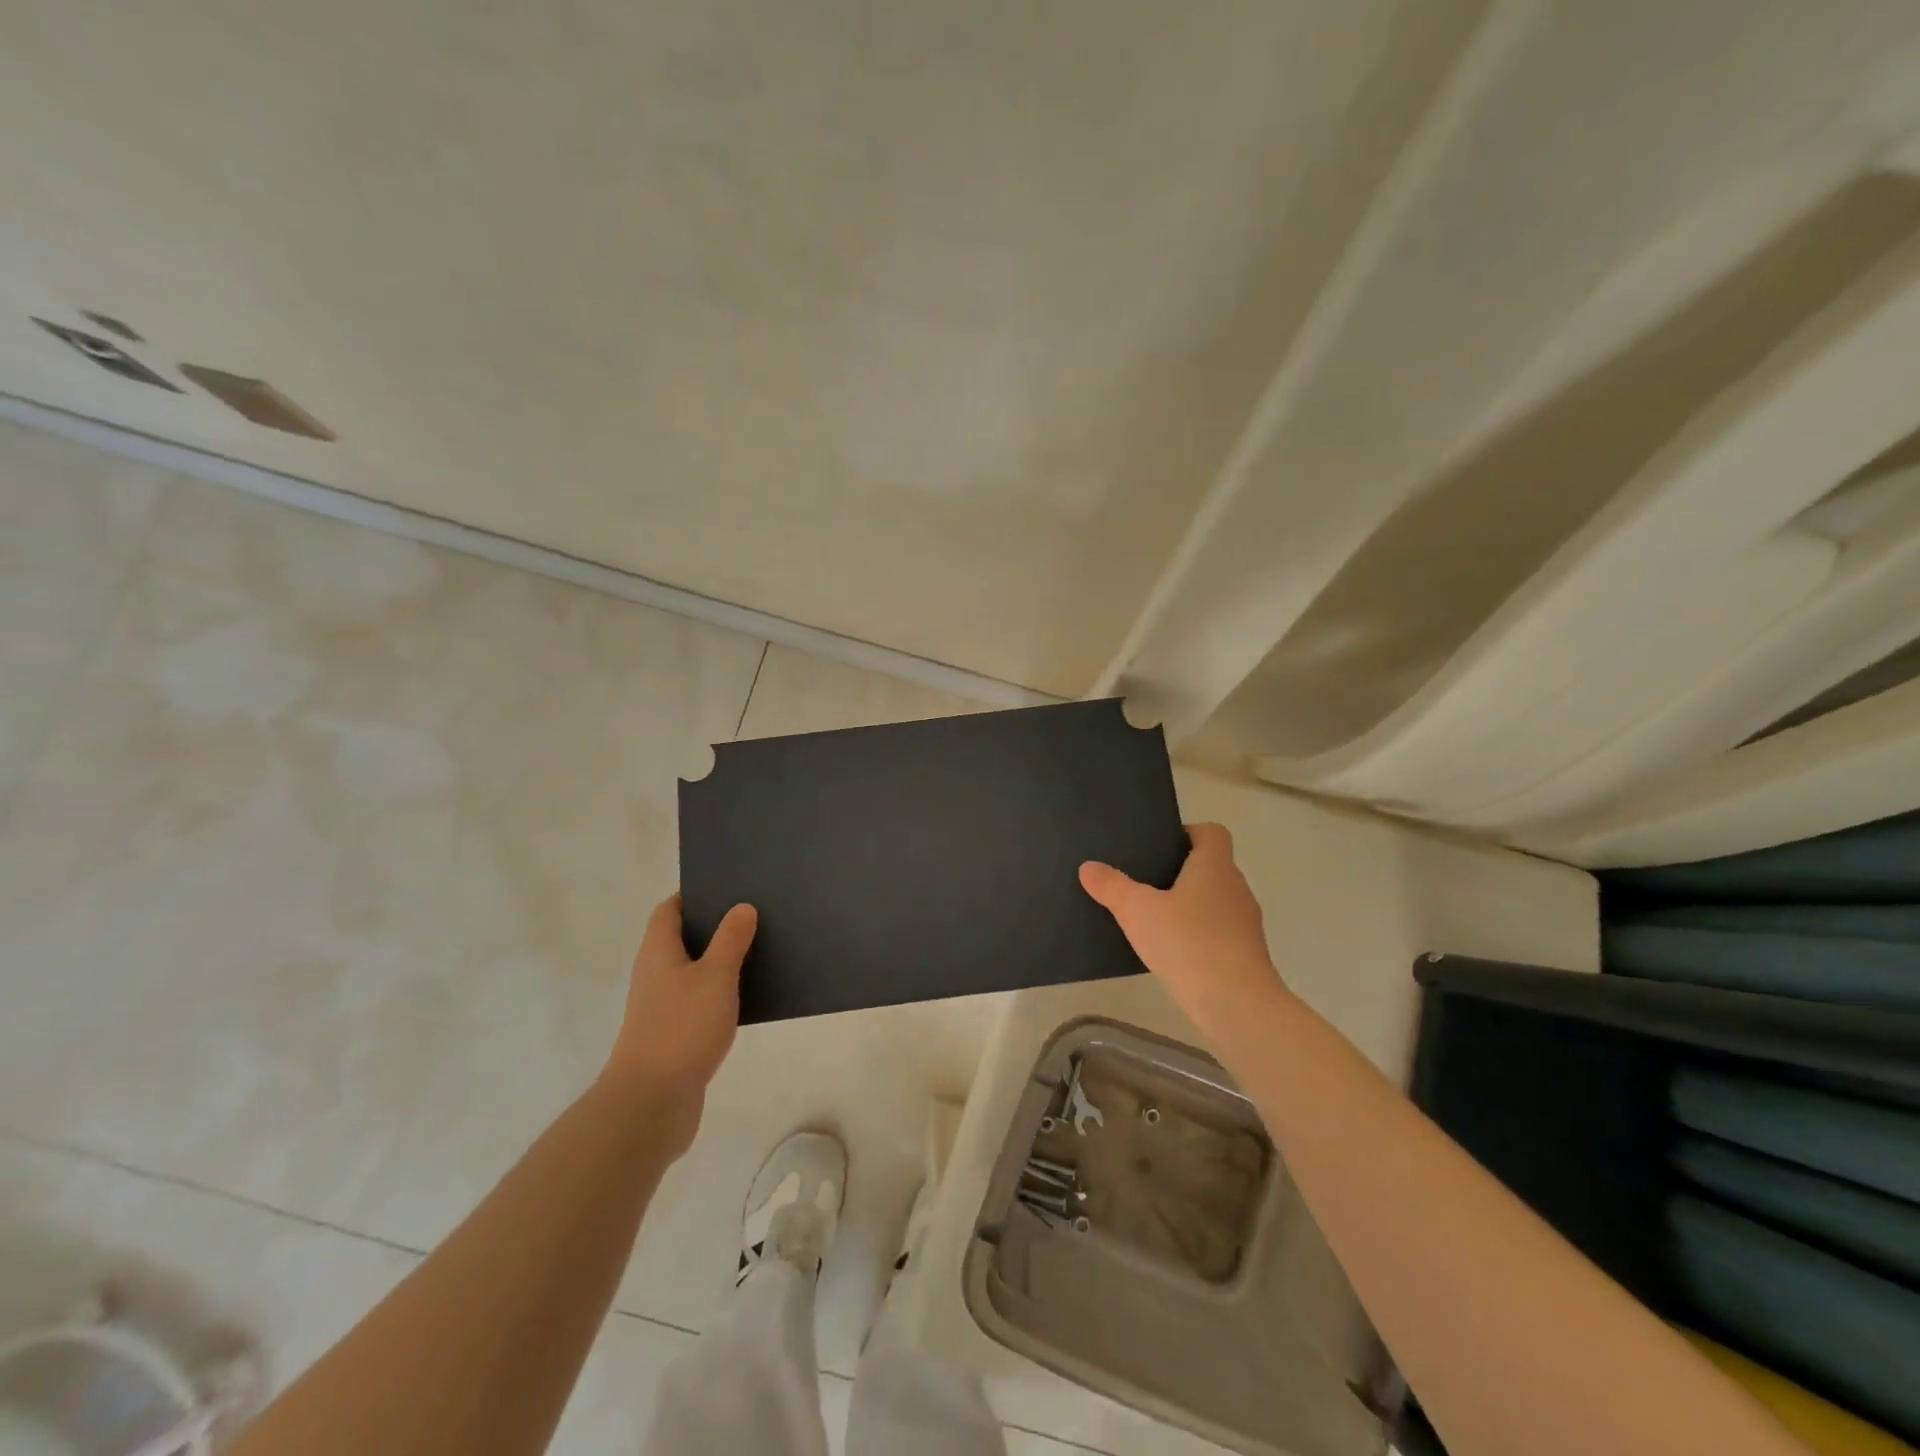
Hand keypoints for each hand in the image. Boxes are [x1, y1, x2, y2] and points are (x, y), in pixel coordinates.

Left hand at [602, 894, 756, 1155]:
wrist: (651, 1103)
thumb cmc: (682, 1028)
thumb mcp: (715, 976)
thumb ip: (731, 940)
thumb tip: (741, 907)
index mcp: (658, 952)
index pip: (669, 910)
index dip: (694, 895)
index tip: (727, 886)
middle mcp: (655, 975)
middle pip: (682, 938)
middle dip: (714, 926)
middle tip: (754, 914)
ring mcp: (662, 1008)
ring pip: (694, 972)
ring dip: (721, 961)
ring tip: (760, 949)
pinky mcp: (675, 1036)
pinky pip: (700, 1002)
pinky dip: (721, 993)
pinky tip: (750, 996)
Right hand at [1079, 823, 1293, 1056]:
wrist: (1237, 1005)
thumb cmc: (1188, 943)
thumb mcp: (1137, 911)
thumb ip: (1112, 886)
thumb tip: (1088, 866)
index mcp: (1215, 866)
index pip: (1212, 832)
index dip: (1188, 833)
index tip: (1160, 848)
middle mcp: (1236, 887)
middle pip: (1212, 867)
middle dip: (1181, 872)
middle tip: (1145, 883)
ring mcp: (1246, 923)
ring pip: (1216, 901)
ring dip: (1190, 906)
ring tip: (1154, 920)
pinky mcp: (1246, 954)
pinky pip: (1219, 932)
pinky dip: (1199, 936)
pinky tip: (1173, 953)